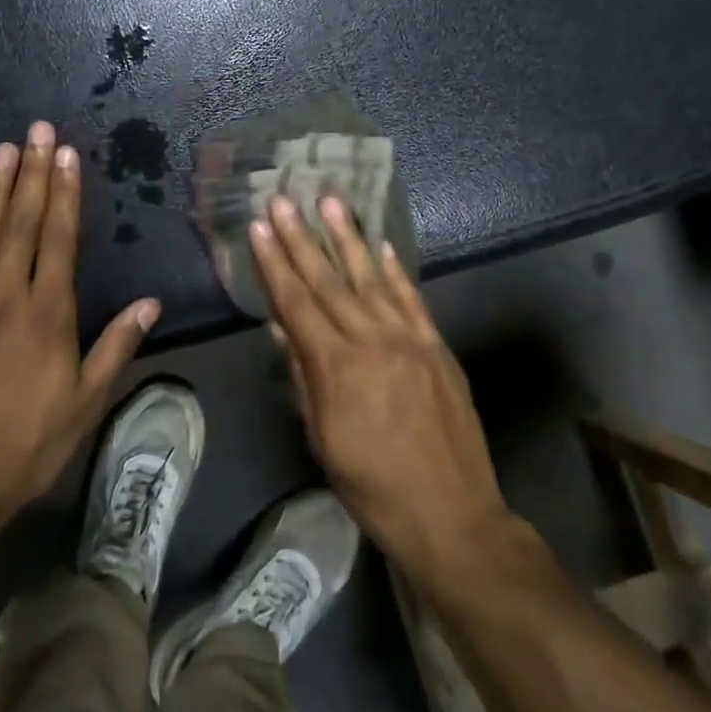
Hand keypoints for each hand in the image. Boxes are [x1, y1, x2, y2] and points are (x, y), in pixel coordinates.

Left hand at [0, 121, 159, 535]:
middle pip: (20, 224)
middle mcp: (4, 297)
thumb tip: (150, 303)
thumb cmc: (23, 447)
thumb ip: (115, 347)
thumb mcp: (84, 405)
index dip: (64, 194)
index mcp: (48, 315)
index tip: (66, 156)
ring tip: (3, 149)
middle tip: (37, 130)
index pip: (59, 240)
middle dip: (32, 173)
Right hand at [250, 194, 514, 580]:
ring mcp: (409, 339)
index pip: (295, 302)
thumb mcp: (322, 439)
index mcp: (336, 367)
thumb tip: (281, 329)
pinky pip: (412, 299)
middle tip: (284, 199)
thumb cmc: (372, 486)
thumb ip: (303, 378)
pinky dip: (395, 270)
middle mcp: (371, 340)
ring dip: (348, 237)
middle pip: (328, 281)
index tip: (259, 226)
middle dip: (302, 237)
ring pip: (371, 277)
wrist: (451, 513)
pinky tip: (381, 245)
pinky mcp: (437, 346)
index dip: (274, 263)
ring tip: (330, 201)